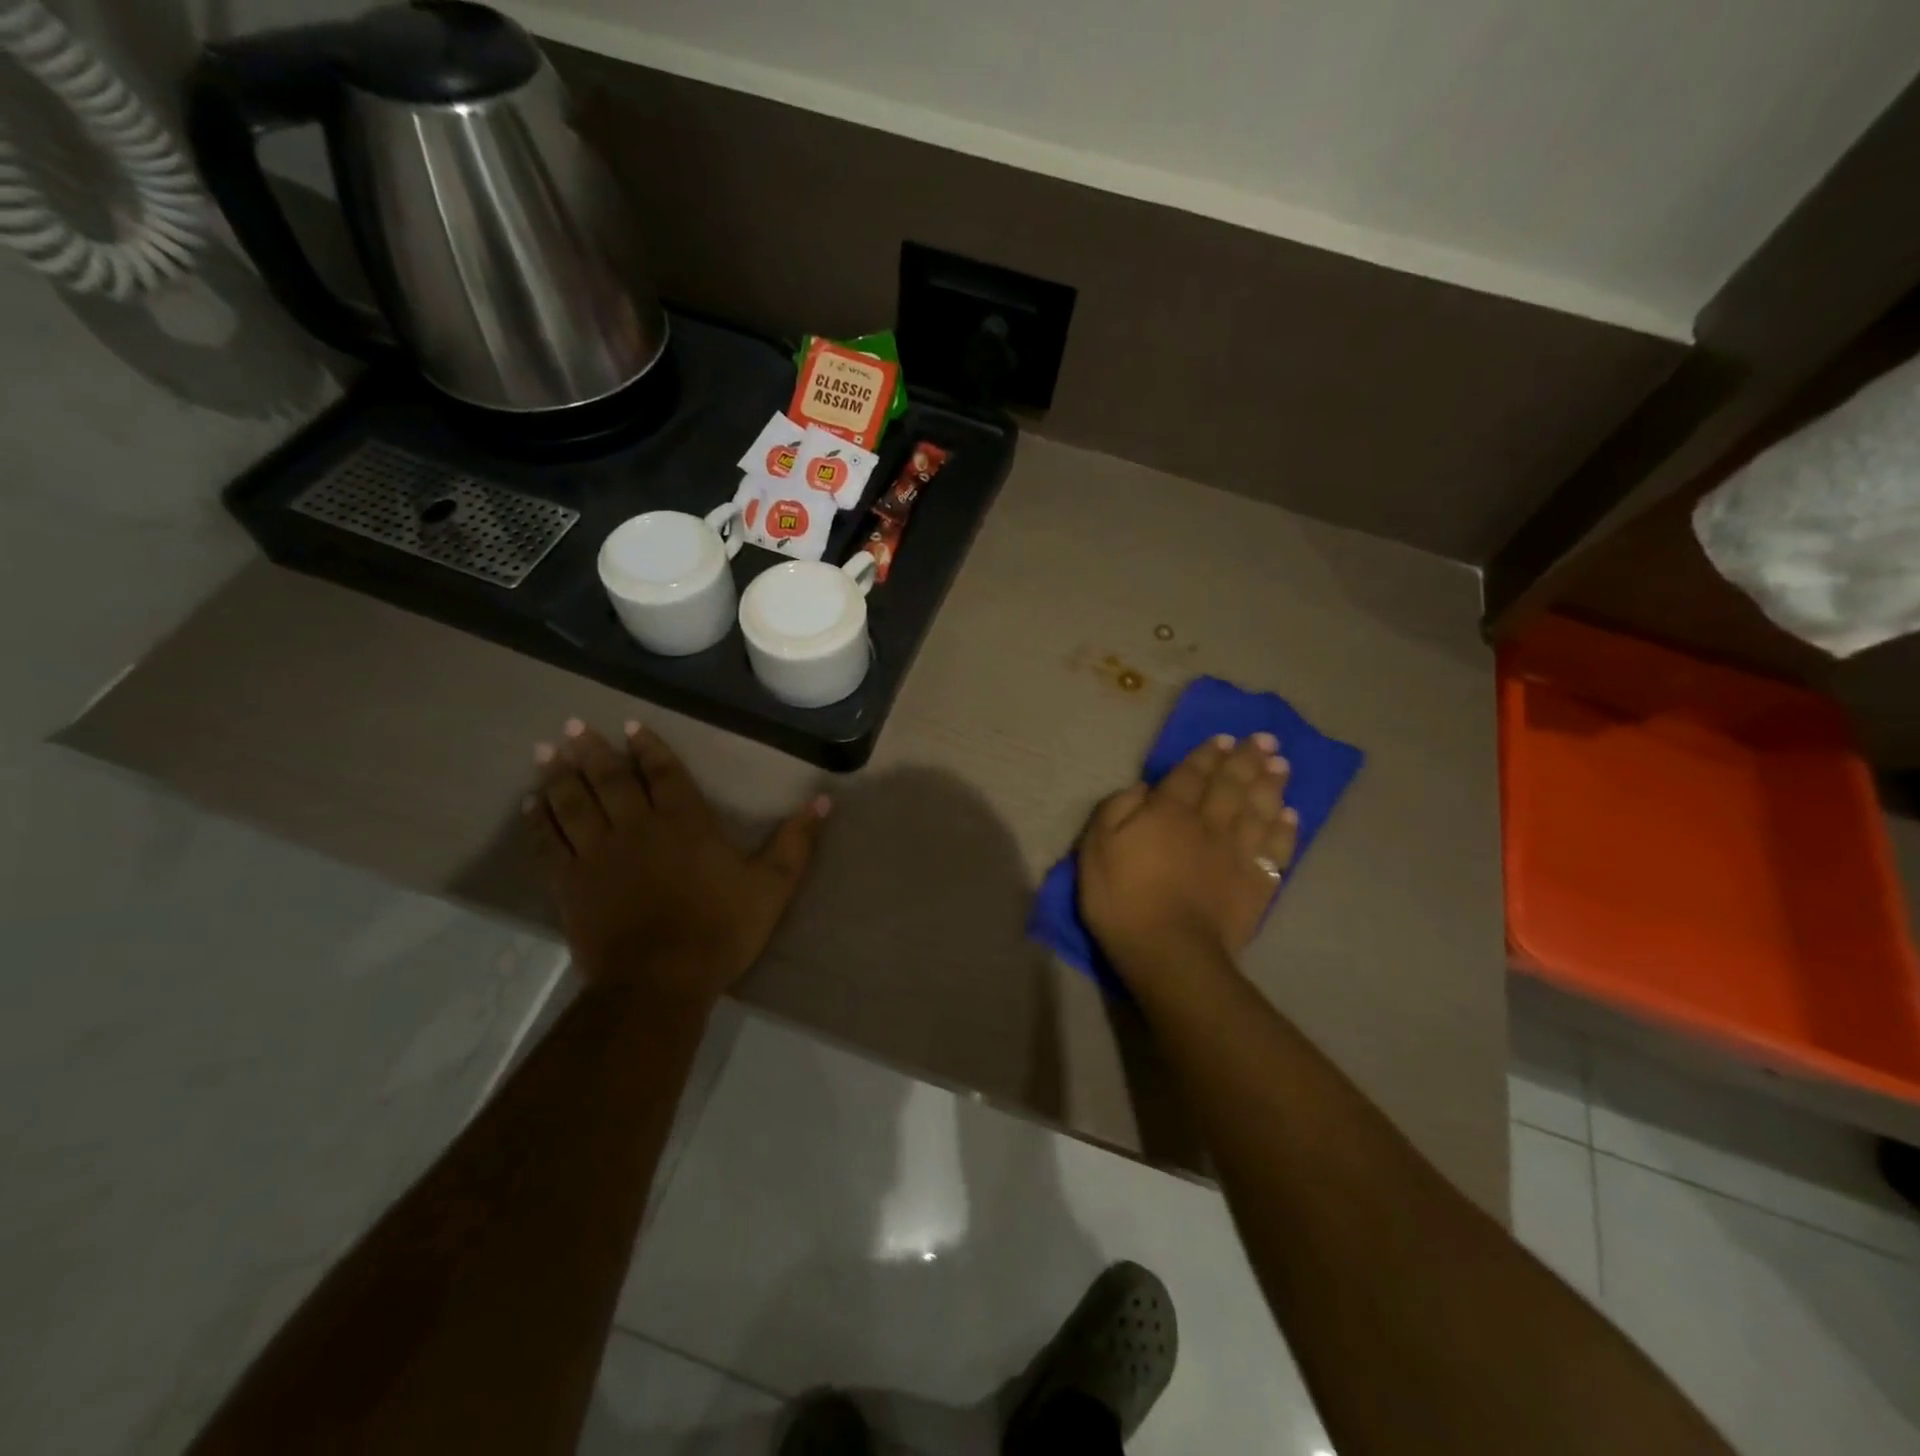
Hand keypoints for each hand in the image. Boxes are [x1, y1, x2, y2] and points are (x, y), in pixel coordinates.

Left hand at [523, 719, 827, 1008]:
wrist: (660, 982)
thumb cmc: (720, 930)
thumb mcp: (772, 886)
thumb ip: (796, 842)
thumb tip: (823, 800)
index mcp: (685, 822)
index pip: (663, 773)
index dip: (648, 747)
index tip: (630, 726)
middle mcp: (636, 827)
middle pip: (610, 779)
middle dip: (593, 750)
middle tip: (574, 725)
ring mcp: (598, 853)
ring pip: (572, 802)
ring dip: (559, 774)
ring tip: (545, 750)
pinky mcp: (570, 883)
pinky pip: (547, 842)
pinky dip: (537, 820)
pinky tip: (530, 804)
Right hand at [1078, 733, 1297, 989]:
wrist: (1169, 952)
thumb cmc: (1123, 898)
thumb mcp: (1097, 847)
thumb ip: (1117, 809)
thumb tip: (1144, 788)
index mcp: (1169, 812)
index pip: (1191, 774)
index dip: (1207, 755)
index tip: (1224, 739)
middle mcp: (1208, 823)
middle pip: (1231, 784)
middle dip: (1247, 759)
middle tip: (1265, 739)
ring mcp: (1237, 853)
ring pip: (1259, 810)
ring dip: (1270, 785)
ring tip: (1281, 765)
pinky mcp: (1256, 884)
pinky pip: (1276, 850)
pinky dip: (1284, 830)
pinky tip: (1290, 816)